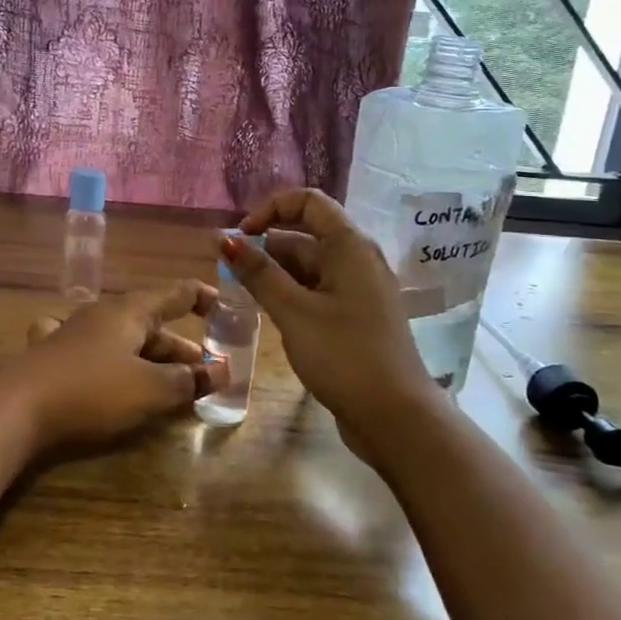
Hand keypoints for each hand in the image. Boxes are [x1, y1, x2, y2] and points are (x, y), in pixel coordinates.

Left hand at [3, 281, 227, 450]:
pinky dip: (108, 358)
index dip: (204, 298)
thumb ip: (188, 380)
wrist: (17, 409)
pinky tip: (102, 364)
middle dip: (181, 347)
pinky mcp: (51, 355)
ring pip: (122, 338)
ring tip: (169, 381)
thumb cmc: (93, 391)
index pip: (176, 293)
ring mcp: (73, 332)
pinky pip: (89, 348)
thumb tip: (222, 370)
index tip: (226, 310)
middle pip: (151, 322)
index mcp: (130, 311)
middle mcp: (102, 313)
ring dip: (149, 357)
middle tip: (206, 371)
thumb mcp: (149, 389)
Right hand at [224, 189, 441, 457]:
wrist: (396, 417)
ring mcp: (359, 289)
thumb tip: (224, 237)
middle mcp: (358, 259)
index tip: (240, 237)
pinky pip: (318, 291)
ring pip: (309, 266)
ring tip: (242, 296)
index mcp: (350, 246)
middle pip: (305, 235)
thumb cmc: (344, 356)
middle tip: (229, 274)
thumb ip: (258, 273)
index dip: (270, 209)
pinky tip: (269, 314)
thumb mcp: (294, 311)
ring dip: (275, 274)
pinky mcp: (356, 316)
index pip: (308, 202)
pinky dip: (292, 294)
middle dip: (265, 247)